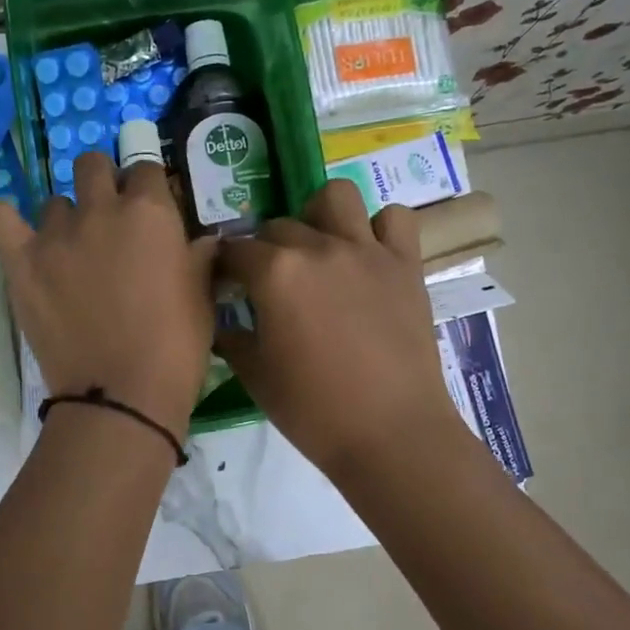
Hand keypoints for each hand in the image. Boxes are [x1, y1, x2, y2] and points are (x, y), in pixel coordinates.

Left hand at [0, 150, 216, 439]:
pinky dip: (7, 220)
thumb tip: (200, 240)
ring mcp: (55, 234)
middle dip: (104, 184)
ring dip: (66, 219)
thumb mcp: (202, 296)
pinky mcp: (20, 262)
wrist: (121, 395)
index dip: (149, 189)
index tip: (151, 212)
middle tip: (110, 224)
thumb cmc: (175, 348)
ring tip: (72, 253)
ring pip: (54, 202)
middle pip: (93, 165)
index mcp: (150, 212)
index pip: (146, 169)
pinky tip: (20, 236)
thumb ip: (198, 256)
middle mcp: (100, 209)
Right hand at [215, 179, 456, 477]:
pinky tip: (368, 255)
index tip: (224, 284)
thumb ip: (233, 339)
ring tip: (318, 247)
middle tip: (270, 282)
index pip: (235, 250)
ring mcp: (367, 251)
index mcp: (275, 273)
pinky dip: (378, 228)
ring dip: (318, 215)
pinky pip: (393, 219)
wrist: (390, 433)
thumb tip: (224, 323)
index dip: (225, 266)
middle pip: (278, 225)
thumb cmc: (313, 410)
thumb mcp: (256, 377)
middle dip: (265, 248)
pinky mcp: (405, 264)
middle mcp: (319, 247)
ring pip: (335, 197)